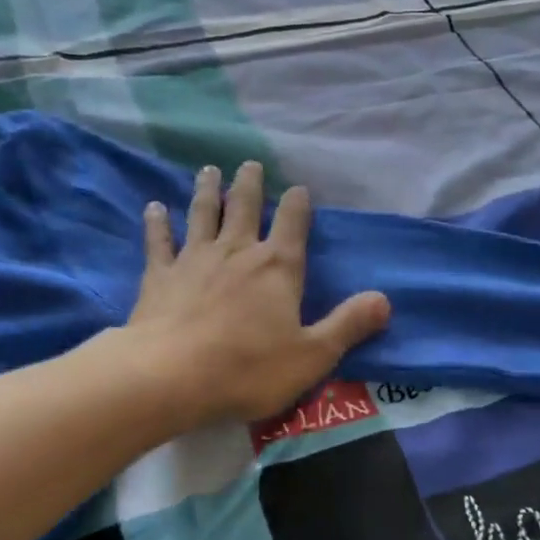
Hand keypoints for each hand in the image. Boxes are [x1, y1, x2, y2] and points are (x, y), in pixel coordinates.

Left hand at [127, 162, 390, 426]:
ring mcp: (194, 260)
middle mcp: (237, 252)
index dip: (297, 204)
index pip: (292, 224)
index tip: (298, 188)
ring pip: (203, 214)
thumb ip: (348, 325)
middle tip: (249, 163)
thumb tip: (385, 299)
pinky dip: (157, 223)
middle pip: (244, 207)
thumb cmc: (248, 369)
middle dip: (249, 184)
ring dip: (207, 191)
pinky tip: (154, 207)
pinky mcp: (160, 276)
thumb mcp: (312, 355)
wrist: (171, 376)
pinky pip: (159, 241)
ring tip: (209, 170)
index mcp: (277, 267)